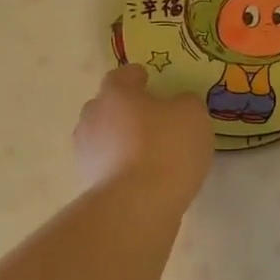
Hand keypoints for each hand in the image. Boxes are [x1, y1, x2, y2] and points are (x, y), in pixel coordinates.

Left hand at [74, 66, 212, 209]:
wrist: (138, 203)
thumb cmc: (167, 147)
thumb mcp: (193, 115)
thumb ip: (186, 103)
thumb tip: (178, 105)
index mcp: (116, 93)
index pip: (122, 76)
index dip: (136, 77)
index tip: (148, 80)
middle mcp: (93, 116)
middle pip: (108, 106)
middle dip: (126, 110)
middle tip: (151, 118)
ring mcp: (86, 151)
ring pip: (105, 137)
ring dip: (122, 140)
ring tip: (148, 152)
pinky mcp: (89, 182)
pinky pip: (108, 165)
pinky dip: (122, 166)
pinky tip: (143, 176)